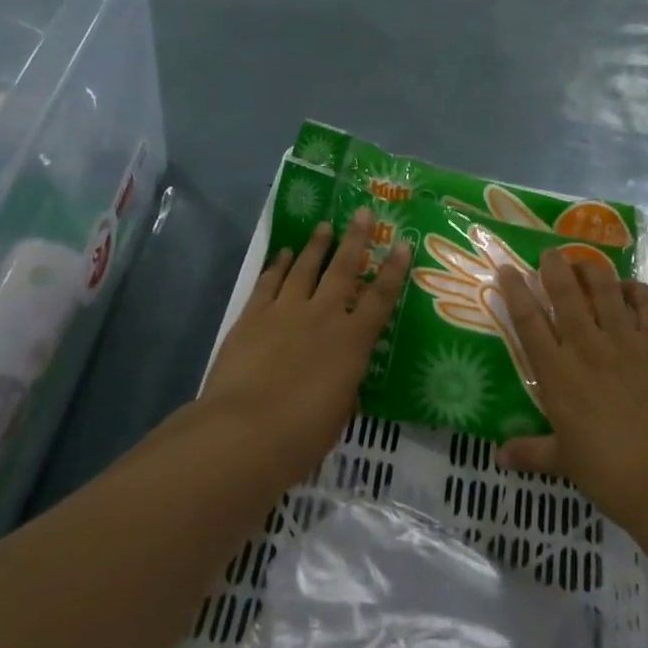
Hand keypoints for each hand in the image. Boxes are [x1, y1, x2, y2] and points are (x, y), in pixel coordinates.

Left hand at [201, 207, 410, 480]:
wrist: (244, 432)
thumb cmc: (302, 435)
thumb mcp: (339, 411)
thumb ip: (344, 383)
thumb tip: (343, 372)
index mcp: (352, 342)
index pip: (380, 298)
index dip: (394, 271)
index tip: (403, 244)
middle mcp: (323, 316)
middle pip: (343, 268)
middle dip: (356, 238)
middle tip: (363, 212)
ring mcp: (286, 311)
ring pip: (306, 267)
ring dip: (317, 245)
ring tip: (325, 226)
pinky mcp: (253, 315)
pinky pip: (270, 281)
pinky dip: (280, 264)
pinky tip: (286, 253)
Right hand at [495, 249, 647, 531]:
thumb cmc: (610, 472)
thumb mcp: (564, 461)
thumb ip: (530, 451)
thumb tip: (498, 456)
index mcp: (558, 374)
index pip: (529, 321)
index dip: (515, 291)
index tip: (506, 269)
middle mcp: (587, 347)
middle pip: (565, 293)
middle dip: (554, 266)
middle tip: (549, 253)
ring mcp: (626, 342)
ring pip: (605, 289)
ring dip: (591, 269)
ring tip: (584, 261)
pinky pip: (647, 304)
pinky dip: (636, 289)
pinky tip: (629, 287)